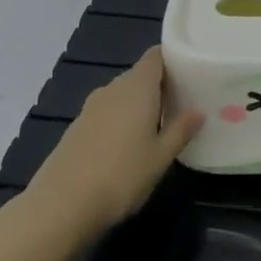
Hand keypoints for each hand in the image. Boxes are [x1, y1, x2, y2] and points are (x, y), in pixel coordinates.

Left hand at [26, 49, 203, 236]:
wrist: (61, 205)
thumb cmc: (121, 175)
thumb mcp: (160, 157)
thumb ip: (181, 130)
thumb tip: (198, 111)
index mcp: (137, 87)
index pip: (156, 56)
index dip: (173, 59)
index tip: (191, 72)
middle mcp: (113, 88)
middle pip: (140, 75)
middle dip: (160, 86)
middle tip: (182, 104)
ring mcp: (91, 107)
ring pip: (123, 95)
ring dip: (140, 105)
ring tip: (159, 126)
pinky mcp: (77, 126)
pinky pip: (107, 112)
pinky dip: (121, 119)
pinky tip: (128, 145)